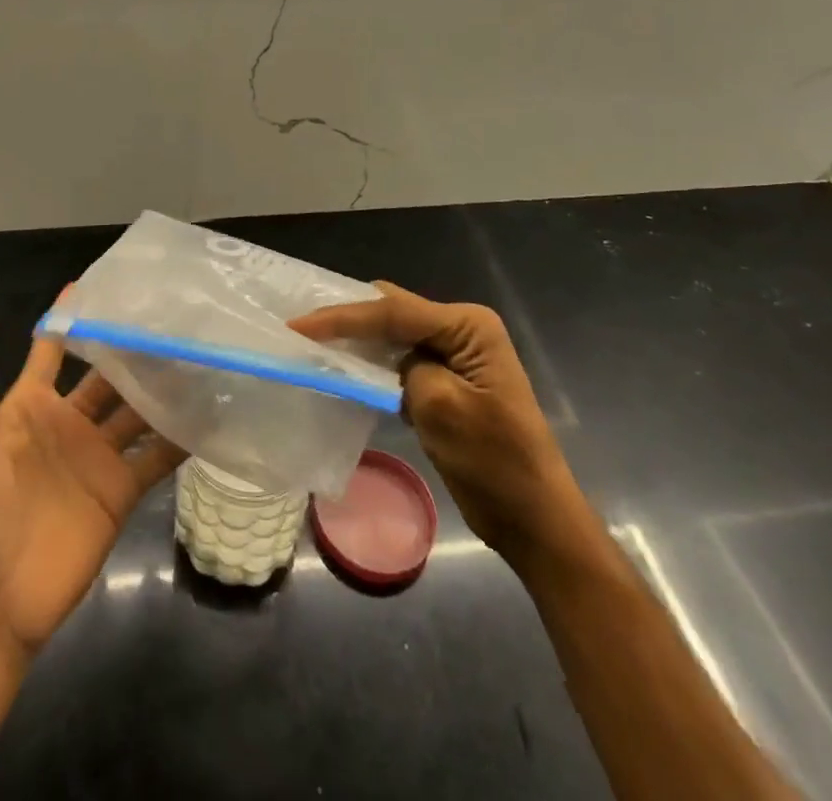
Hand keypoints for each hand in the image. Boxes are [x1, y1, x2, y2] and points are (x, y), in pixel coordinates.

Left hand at [0, 311, 184, 656]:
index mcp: (30, 405)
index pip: (53, 349)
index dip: (72, 317)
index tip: (102, 283)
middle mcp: (68, 423)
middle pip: (107, 375)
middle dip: (133, 349)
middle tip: (172, 316)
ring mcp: (97, 457)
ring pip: (136, 409)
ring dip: (163, 386)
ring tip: (199, 353)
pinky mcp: (121, 491)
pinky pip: (156, 456)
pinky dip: (181, 436)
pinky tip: (211, 412)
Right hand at [290, 281, 579, 564]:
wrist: (534, 521)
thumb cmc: (495, 463)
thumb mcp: (441, 407)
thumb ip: (405, 368)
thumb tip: (385, 361)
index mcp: (468, 326)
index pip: (393, 311)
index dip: (342, 317)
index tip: (297, 324)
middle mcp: (461, 330)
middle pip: (391, 312)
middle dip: (347, 317)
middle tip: (299, 324)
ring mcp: (454, 356)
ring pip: (393, 334)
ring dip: (356, 339)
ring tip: (310, 340)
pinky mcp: (445, 382)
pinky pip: (399, 360)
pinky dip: (371, 363)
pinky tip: (343, 368)